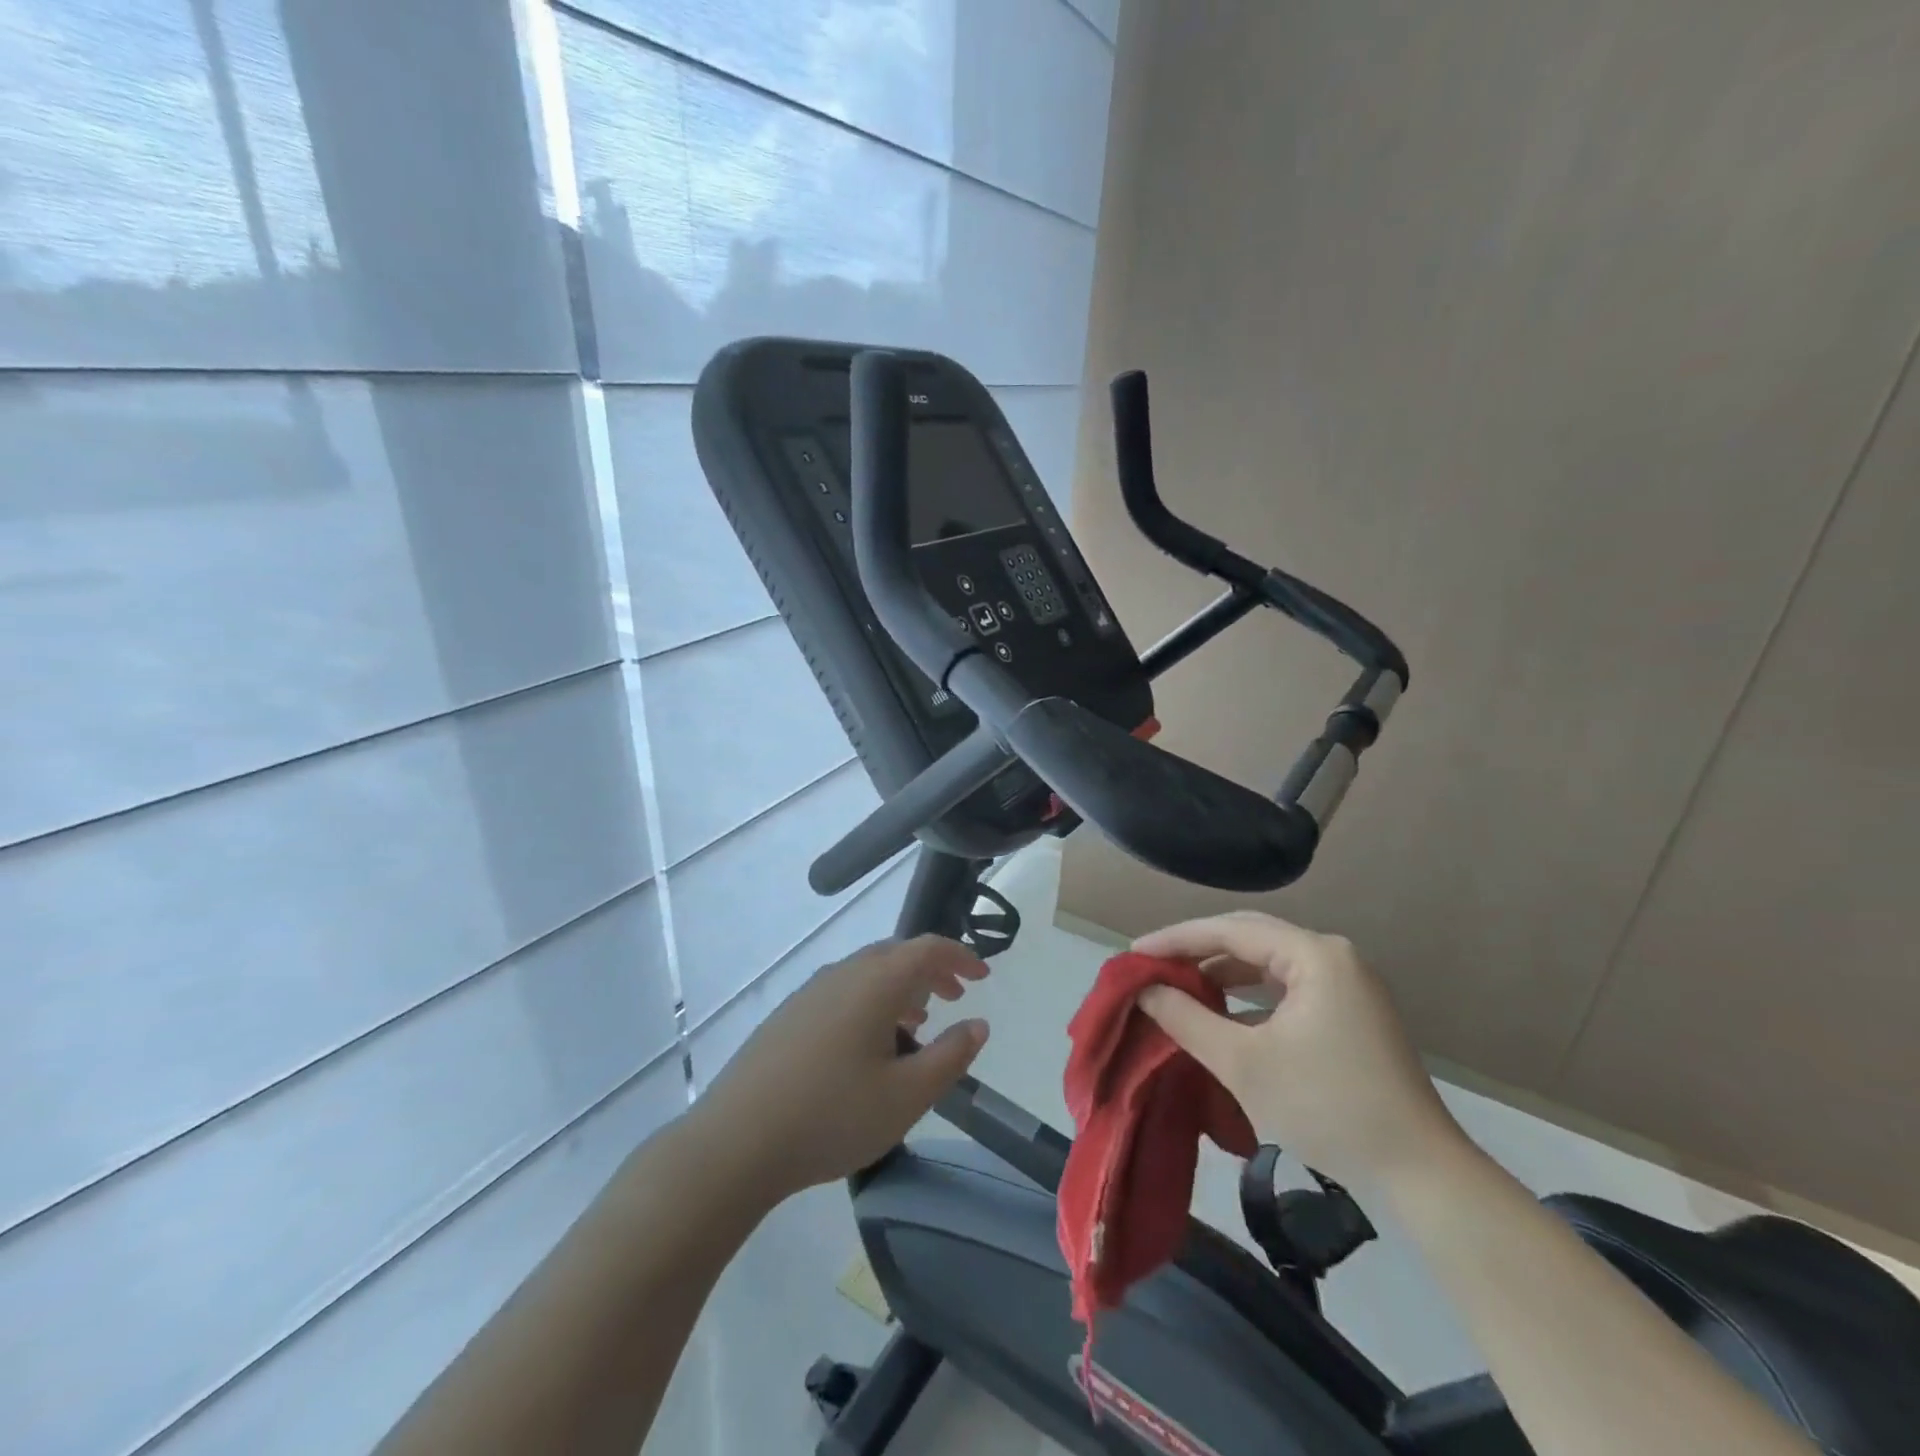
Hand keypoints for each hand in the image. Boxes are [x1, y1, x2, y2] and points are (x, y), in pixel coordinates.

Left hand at [694, 936, 990, 1205]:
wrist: (736, 1141)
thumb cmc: (832, 1115)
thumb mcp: (907, 1096)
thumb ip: (950, 1057)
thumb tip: (977, 1025)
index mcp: (875, 982)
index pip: (927, 948)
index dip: (960, 957)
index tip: (984, 976)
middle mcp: (842, 973)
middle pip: (896, 954)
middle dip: (931, 971)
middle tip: (955, 997)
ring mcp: (810, 992)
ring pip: (867, 972)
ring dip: (900, 987)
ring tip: (917, 1022)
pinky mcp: (788, 1015)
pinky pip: (843, 990)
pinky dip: (870, 1000)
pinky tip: (868, 1043)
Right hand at [1133, 911, 1468, 1191]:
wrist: (1421, 1176)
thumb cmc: (1326, 1108)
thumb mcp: (1243, 1062)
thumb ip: (1186, 1018)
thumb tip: (1144, 990)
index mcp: (1314, 955)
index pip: (1229, 931)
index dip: (1176, 939)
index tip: (1133, 953)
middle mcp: (1333, 956)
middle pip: (1250, 937)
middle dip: (1197, 950)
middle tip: (1152, 966)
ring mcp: (1347, 984)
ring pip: (1268, 962)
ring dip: (1222, 972)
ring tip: (1179, 986)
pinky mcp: (1351, 1012)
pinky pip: (1286, 987)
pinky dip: (1249, 995)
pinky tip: (1222, 1013)